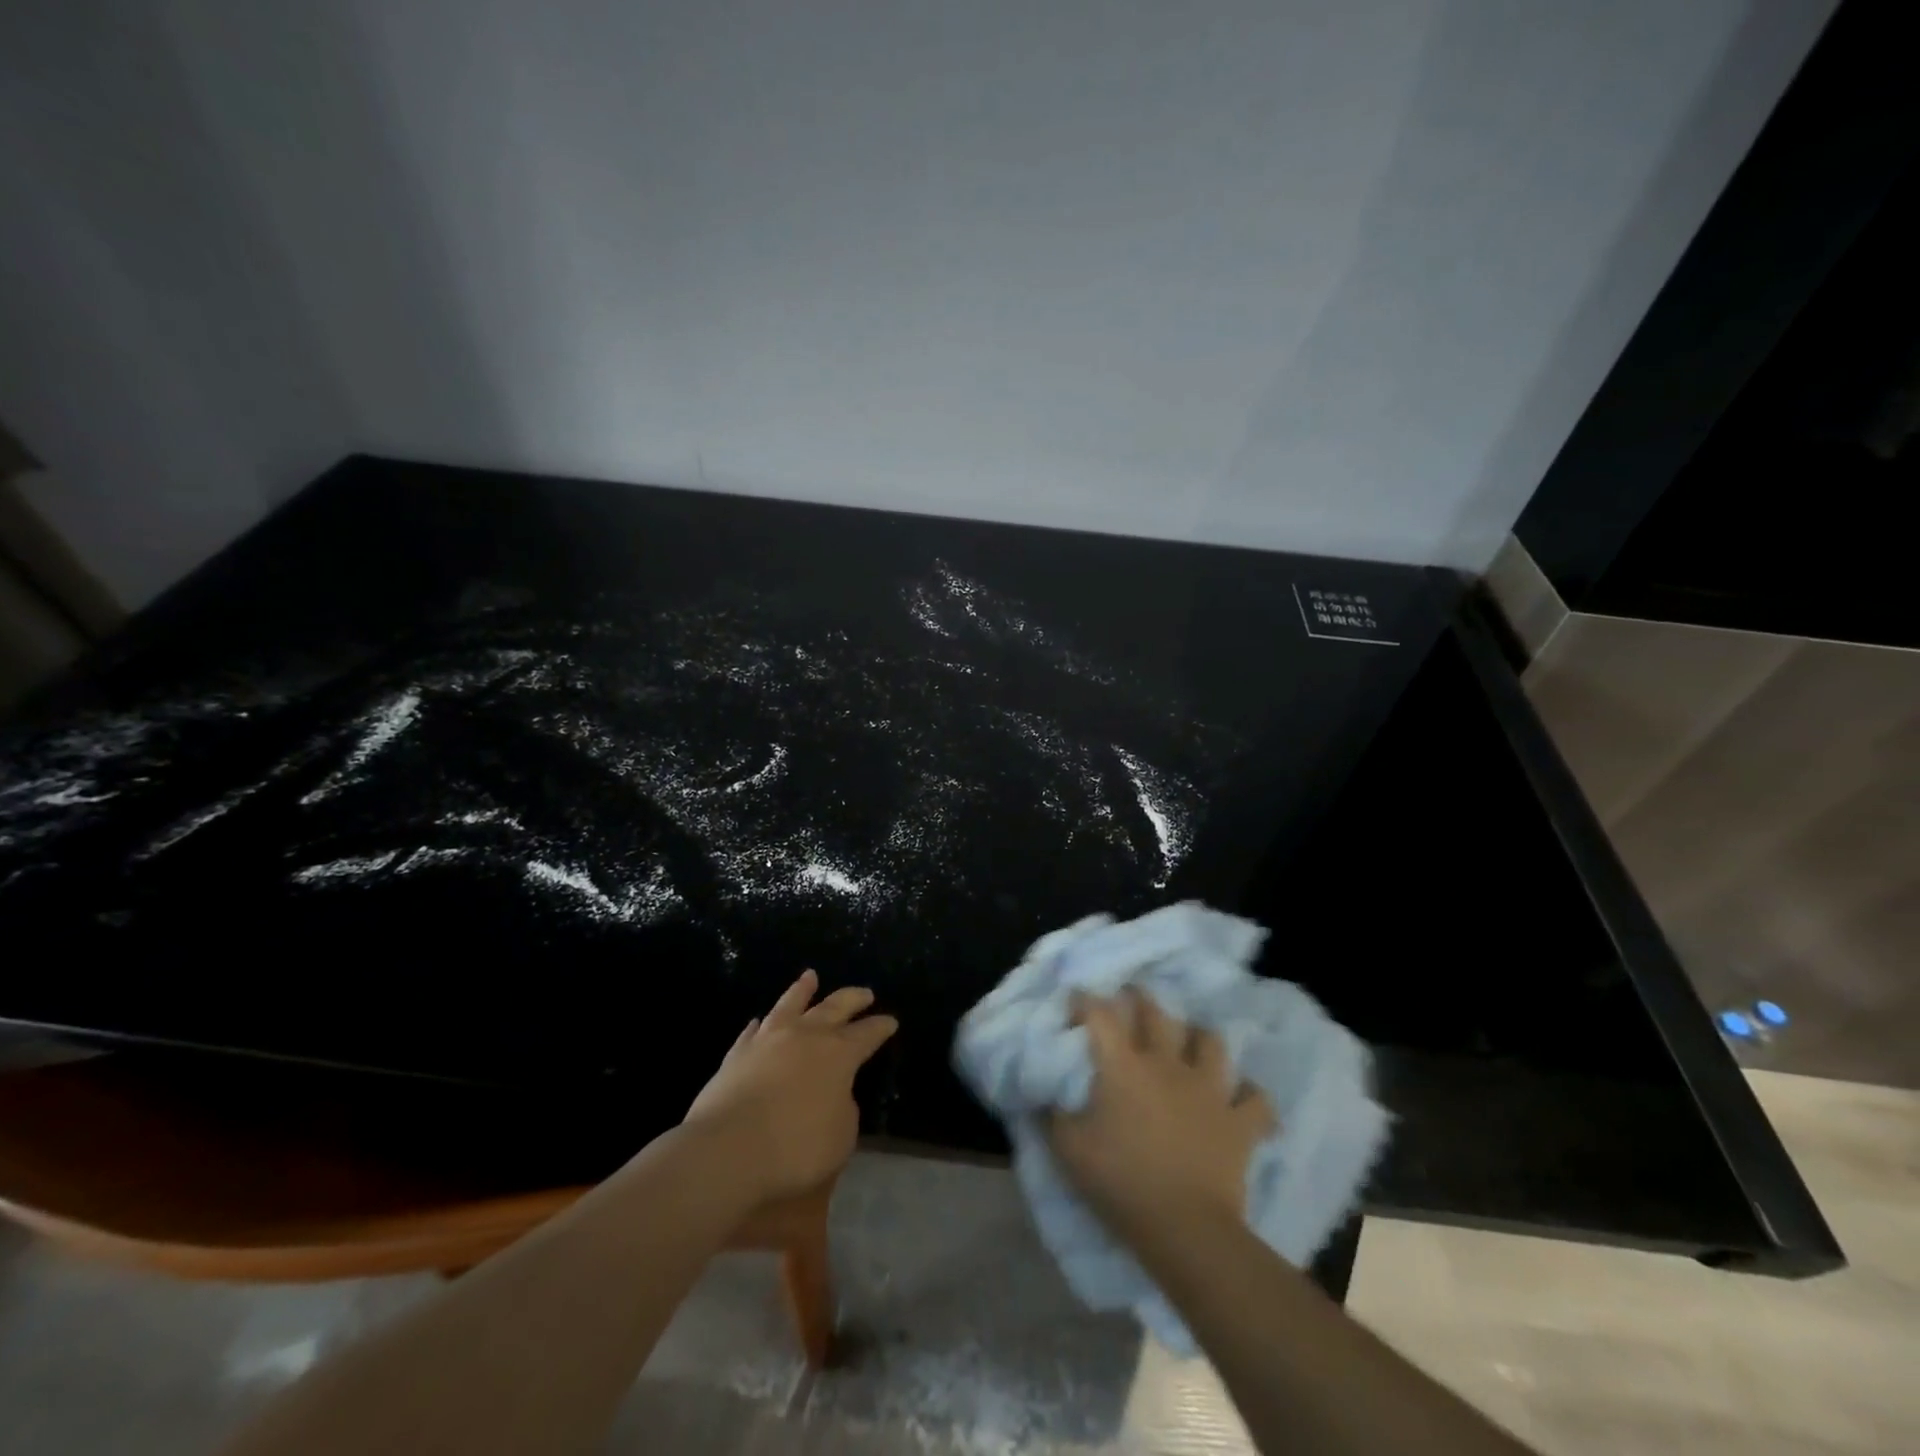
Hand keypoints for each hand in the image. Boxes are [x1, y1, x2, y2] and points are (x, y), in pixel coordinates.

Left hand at [682, 970, 897, 1203]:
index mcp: (839, 1054)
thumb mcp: (841, 1137)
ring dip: (803, 990)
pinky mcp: (737, 1053)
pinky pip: (752, 1031)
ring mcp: (768, 1040)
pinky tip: (759, 1021)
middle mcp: (806, 1036)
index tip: (891, 1021)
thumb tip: (836, 1094)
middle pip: (834, 1007)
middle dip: (853, 998)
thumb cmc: (796, 1147)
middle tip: (865, 993)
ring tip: (811, 976)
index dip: (881, 1027)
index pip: (867, 1034)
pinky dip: (760, 1024)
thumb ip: (844, 1109)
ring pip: (790, 1004)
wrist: (728, 1149)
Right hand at [1048, 990, 1274, 1244]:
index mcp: (1123, 1066)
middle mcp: (1166, 1064)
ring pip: (1210, 1042)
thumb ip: (1051, 1116)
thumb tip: (1040, 1096)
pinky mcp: (1239, 1120)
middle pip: (1156, 1014)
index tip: (1076, 999)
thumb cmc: (1121, 1181)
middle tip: (1133, 996)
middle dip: (1141, 999)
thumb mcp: (1069, 1150)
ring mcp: (1208, 1089)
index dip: (1086, 1001)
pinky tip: (1240, 1096)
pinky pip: (1255, 1097)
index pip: (1100, 1015)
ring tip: (1191, 1040)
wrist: (1185, 1228)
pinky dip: (1249, 1094)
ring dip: (1199, 1037)